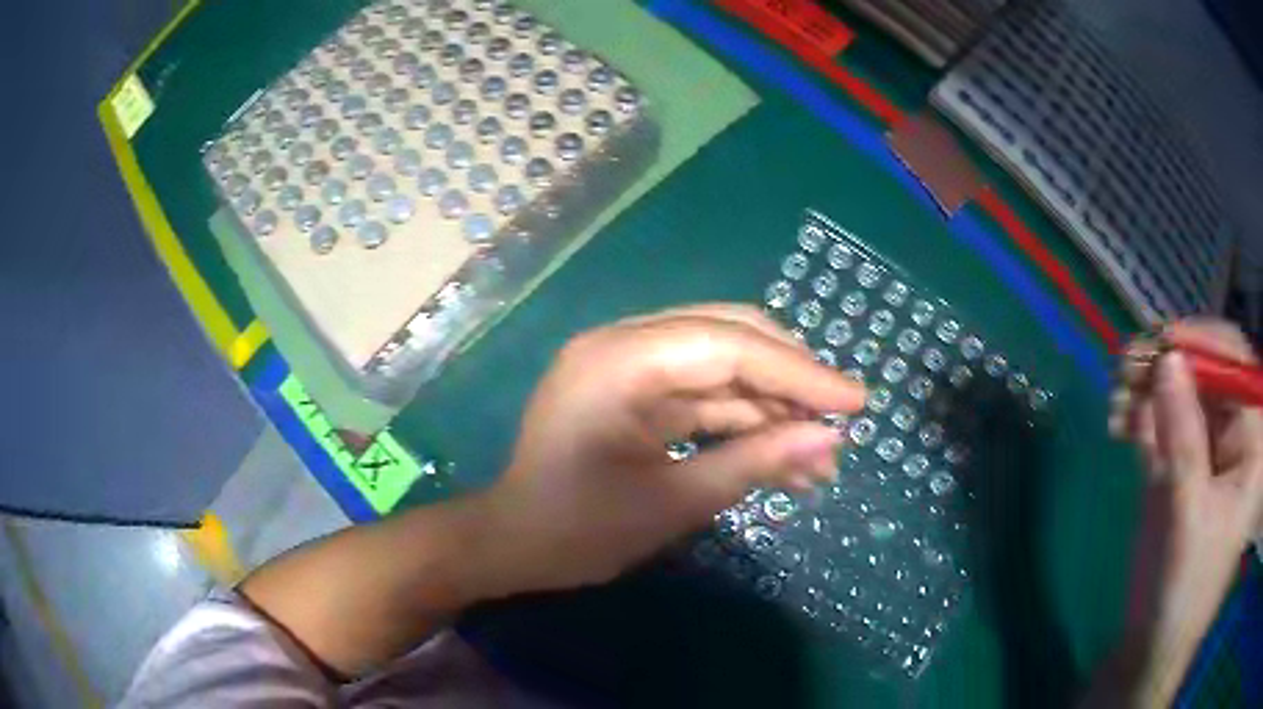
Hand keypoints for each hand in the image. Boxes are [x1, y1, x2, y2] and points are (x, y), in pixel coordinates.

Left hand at [469, 304, 865, 598]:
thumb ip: (754, 464)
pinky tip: (782, 456)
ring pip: (722, 367)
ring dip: (772, 409)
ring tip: (820, 459)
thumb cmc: (578, 531)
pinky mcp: (635, 389)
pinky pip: (702, 393)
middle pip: (729, 337)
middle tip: (840, 423)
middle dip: (791, 381)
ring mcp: (628, 363)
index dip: (800, 372)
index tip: (856, 402)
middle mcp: (623, 343)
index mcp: (621, 361)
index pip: (730, 345)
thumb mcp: (673, 503)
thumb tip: (830, 442)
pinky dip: (743, 422)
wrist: (513, 544)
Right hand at [1102, 319, 1262, 703]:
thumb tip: (1168, 359)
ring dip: (1147, 388)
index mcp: (1250, 444)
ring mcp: (1206, 451)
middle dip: (1168, 365)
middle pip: (1207, 374)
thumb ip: (1183, 438)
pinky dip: (1139, 414)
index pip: (1237, 368)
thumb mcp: (1188, 517)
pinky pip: (1162, 423)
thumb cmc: (1184, 591)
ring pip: (1181, 393)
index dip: (1205, 344)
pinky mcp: (1179, 468)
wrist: (1150, 650)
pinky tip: (1118, 421)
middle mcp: (1233, 436)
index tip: (1164, 342)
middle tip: (1127, 365)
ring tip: (1115, 399)